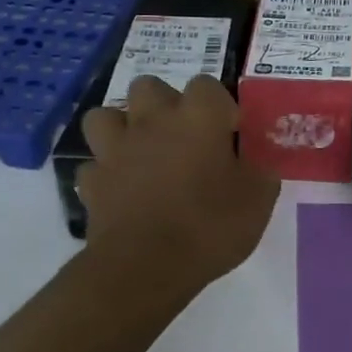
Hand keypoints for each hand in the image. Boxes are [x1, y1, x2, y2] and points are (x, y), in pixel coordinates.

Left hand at [78, 74, 279, 288]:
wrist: (144, 266)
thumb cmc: (209, 226)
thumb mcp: (258, 200)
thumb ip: (260, 170)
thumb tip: (256, 159)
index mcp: (198, 117)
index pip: (208, 85)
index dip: (220, 106)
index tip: (230, 134)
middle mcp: (152, 121)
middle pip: (150, 88)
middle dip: (165, 105)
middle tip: (185, 138)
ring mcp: (115, 149)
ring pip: (106, 116)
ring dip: (123, 128)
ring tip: (142, 153)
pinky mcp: (92, 180)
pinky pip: (95, 164)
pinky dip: (107, 173)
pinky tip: (122, 190)